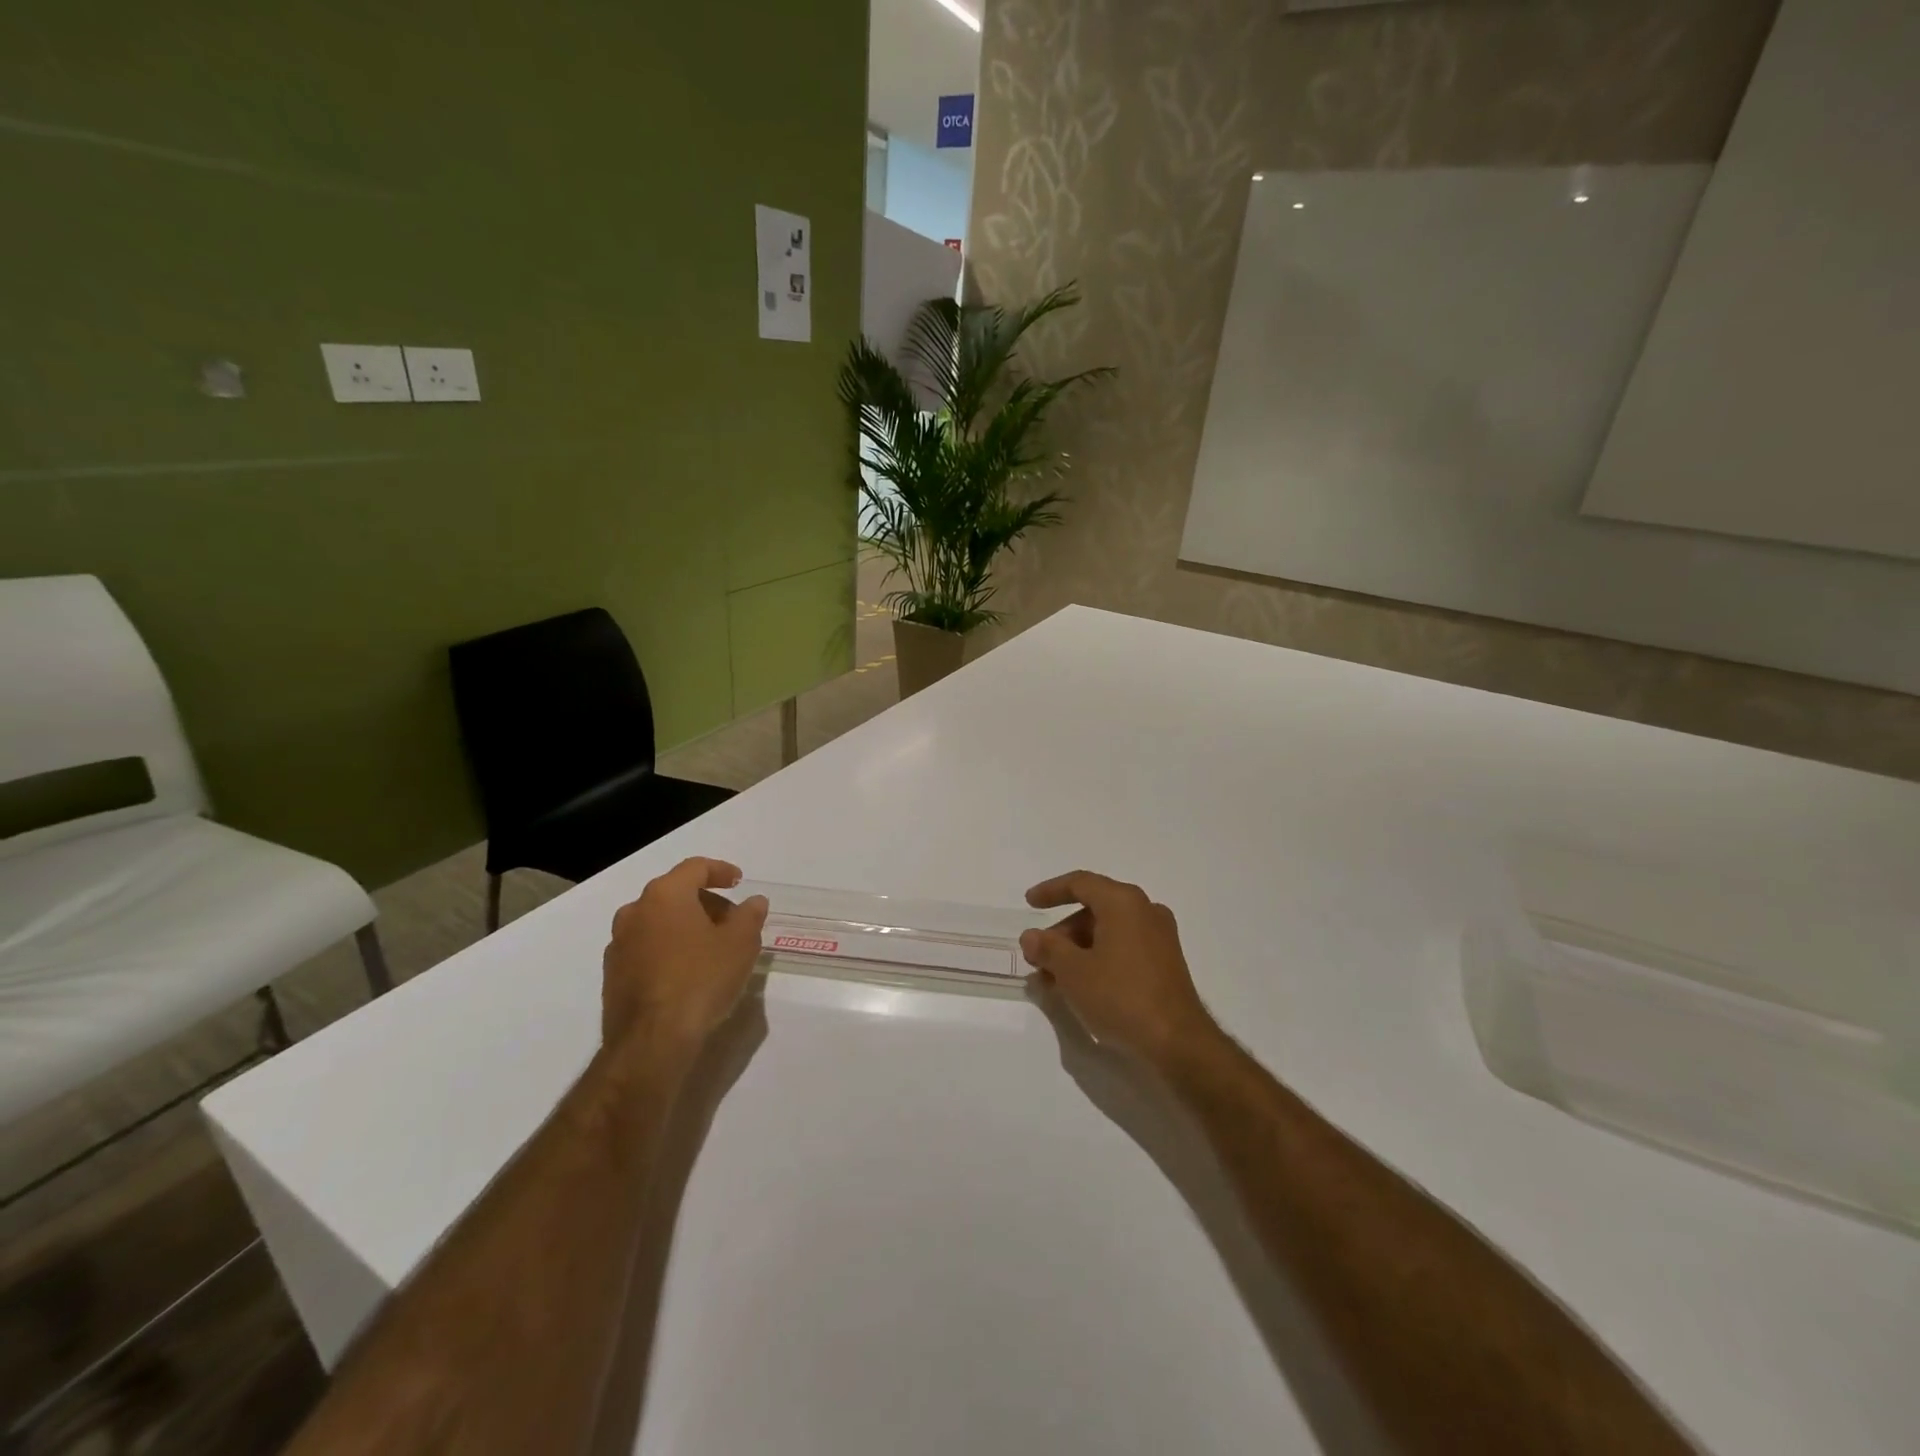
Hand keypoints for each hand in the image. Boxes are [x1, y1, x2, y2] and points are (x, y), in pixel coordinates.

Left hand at [601, 858, 768, 1052]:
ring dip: (686, 927)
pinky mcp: (612, 975)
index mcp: (665, 895)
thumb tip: (753, 901)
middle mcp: (635, 912)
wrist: (651, 1042)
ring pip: (658, 922)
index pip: (695, 868)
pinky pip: (646, 948)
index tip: (739, 882)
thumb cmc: (701, 980)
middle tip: (732, 922)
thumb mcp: (740, 944)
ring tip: (712, 949)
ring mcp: (619, 944)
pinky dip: (669, 949)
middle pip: (675, 893)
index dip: (721, 871)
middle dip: (706, 902)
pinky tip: (688, 973)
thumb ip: (749, 916)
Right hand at [1020, 871, 1217, 1064]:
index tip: (1029, 904)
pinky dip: (1099, 959)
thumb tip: (1031, 937)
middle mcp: (1145, 910)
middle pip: (1093, 909)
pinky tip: (1081, 987)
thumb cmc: (1121, 996)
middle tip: (1038, 957)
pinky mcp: (1166, 962)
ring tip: (1053, 980)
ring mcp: (1159, 937)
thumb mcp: (1073, 972)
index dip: (1051, 891)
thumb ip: (1048, 948)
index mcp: (1123, 902)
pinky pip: (1123, 948)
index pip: (1080, 883)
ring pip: (1108, 931)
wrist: (1178, 1042)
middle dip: (1061, 933)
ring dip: (1077, 950)